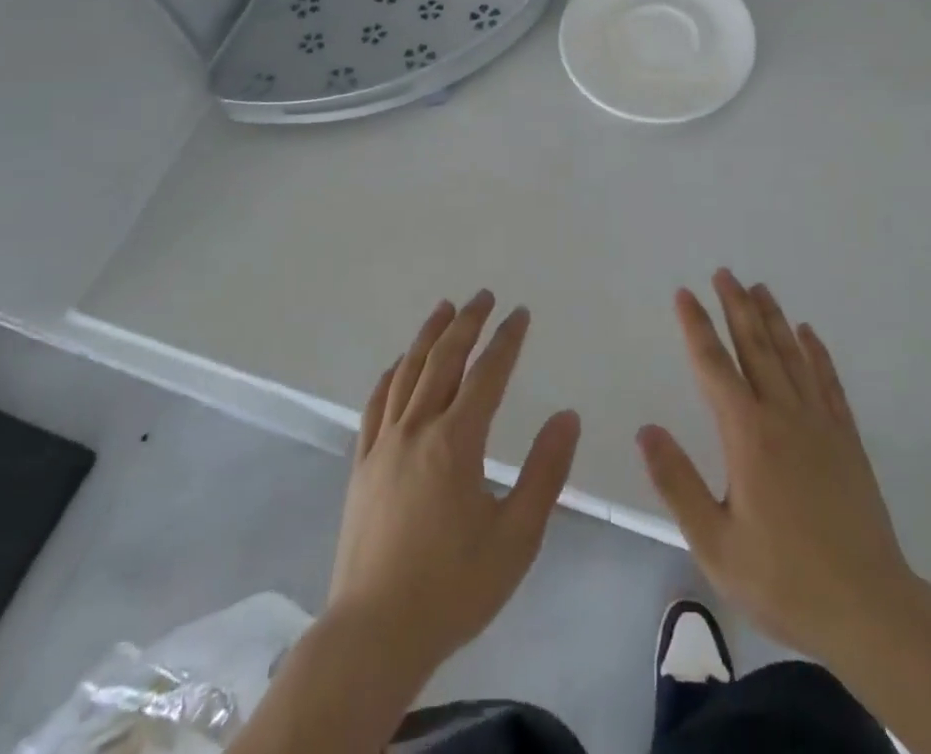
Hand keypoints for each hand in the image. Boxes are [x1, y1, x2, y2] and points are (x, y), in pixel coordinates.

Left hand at [328, 291, 580, 682]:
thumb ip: (545, 473)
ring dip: (428, 336)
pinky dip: (391, 376)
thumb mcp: (516, 537)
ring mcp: (384, 445)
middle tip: (483, 296)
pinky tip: (397, 365)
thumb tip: (568, 416)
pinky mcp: (362, 466)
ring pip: (407, 373)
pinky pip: (376, 405)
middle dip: (467, 323)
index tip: (520, 313)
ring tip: (443, 309)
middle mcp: (417, 429)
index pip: (487, 373)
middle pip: (444, 360)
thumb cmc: (453, 588)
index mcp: (456, 442)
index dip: (506, 339)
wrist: (373, 636)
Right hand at [636, 269, 922, 670]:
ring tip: (759, 288)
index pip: (714, 366)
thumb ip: (678, 483)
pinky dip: (817, 354)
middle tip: (724, 273)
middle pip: (756, 347)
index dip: (697, 327)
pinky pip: (828, 383)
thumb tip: (647, 430)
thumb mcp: (715, 544)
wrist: (870, 610)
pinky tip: (809, 334)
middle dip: (736, 307)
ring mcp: (820, 424)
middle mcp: (783, 416)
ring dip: (773, 319)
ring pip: (792, 356)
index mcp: (748, 435)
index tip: (685, 294)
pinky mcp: (847, 440)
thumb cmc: (784, 580)